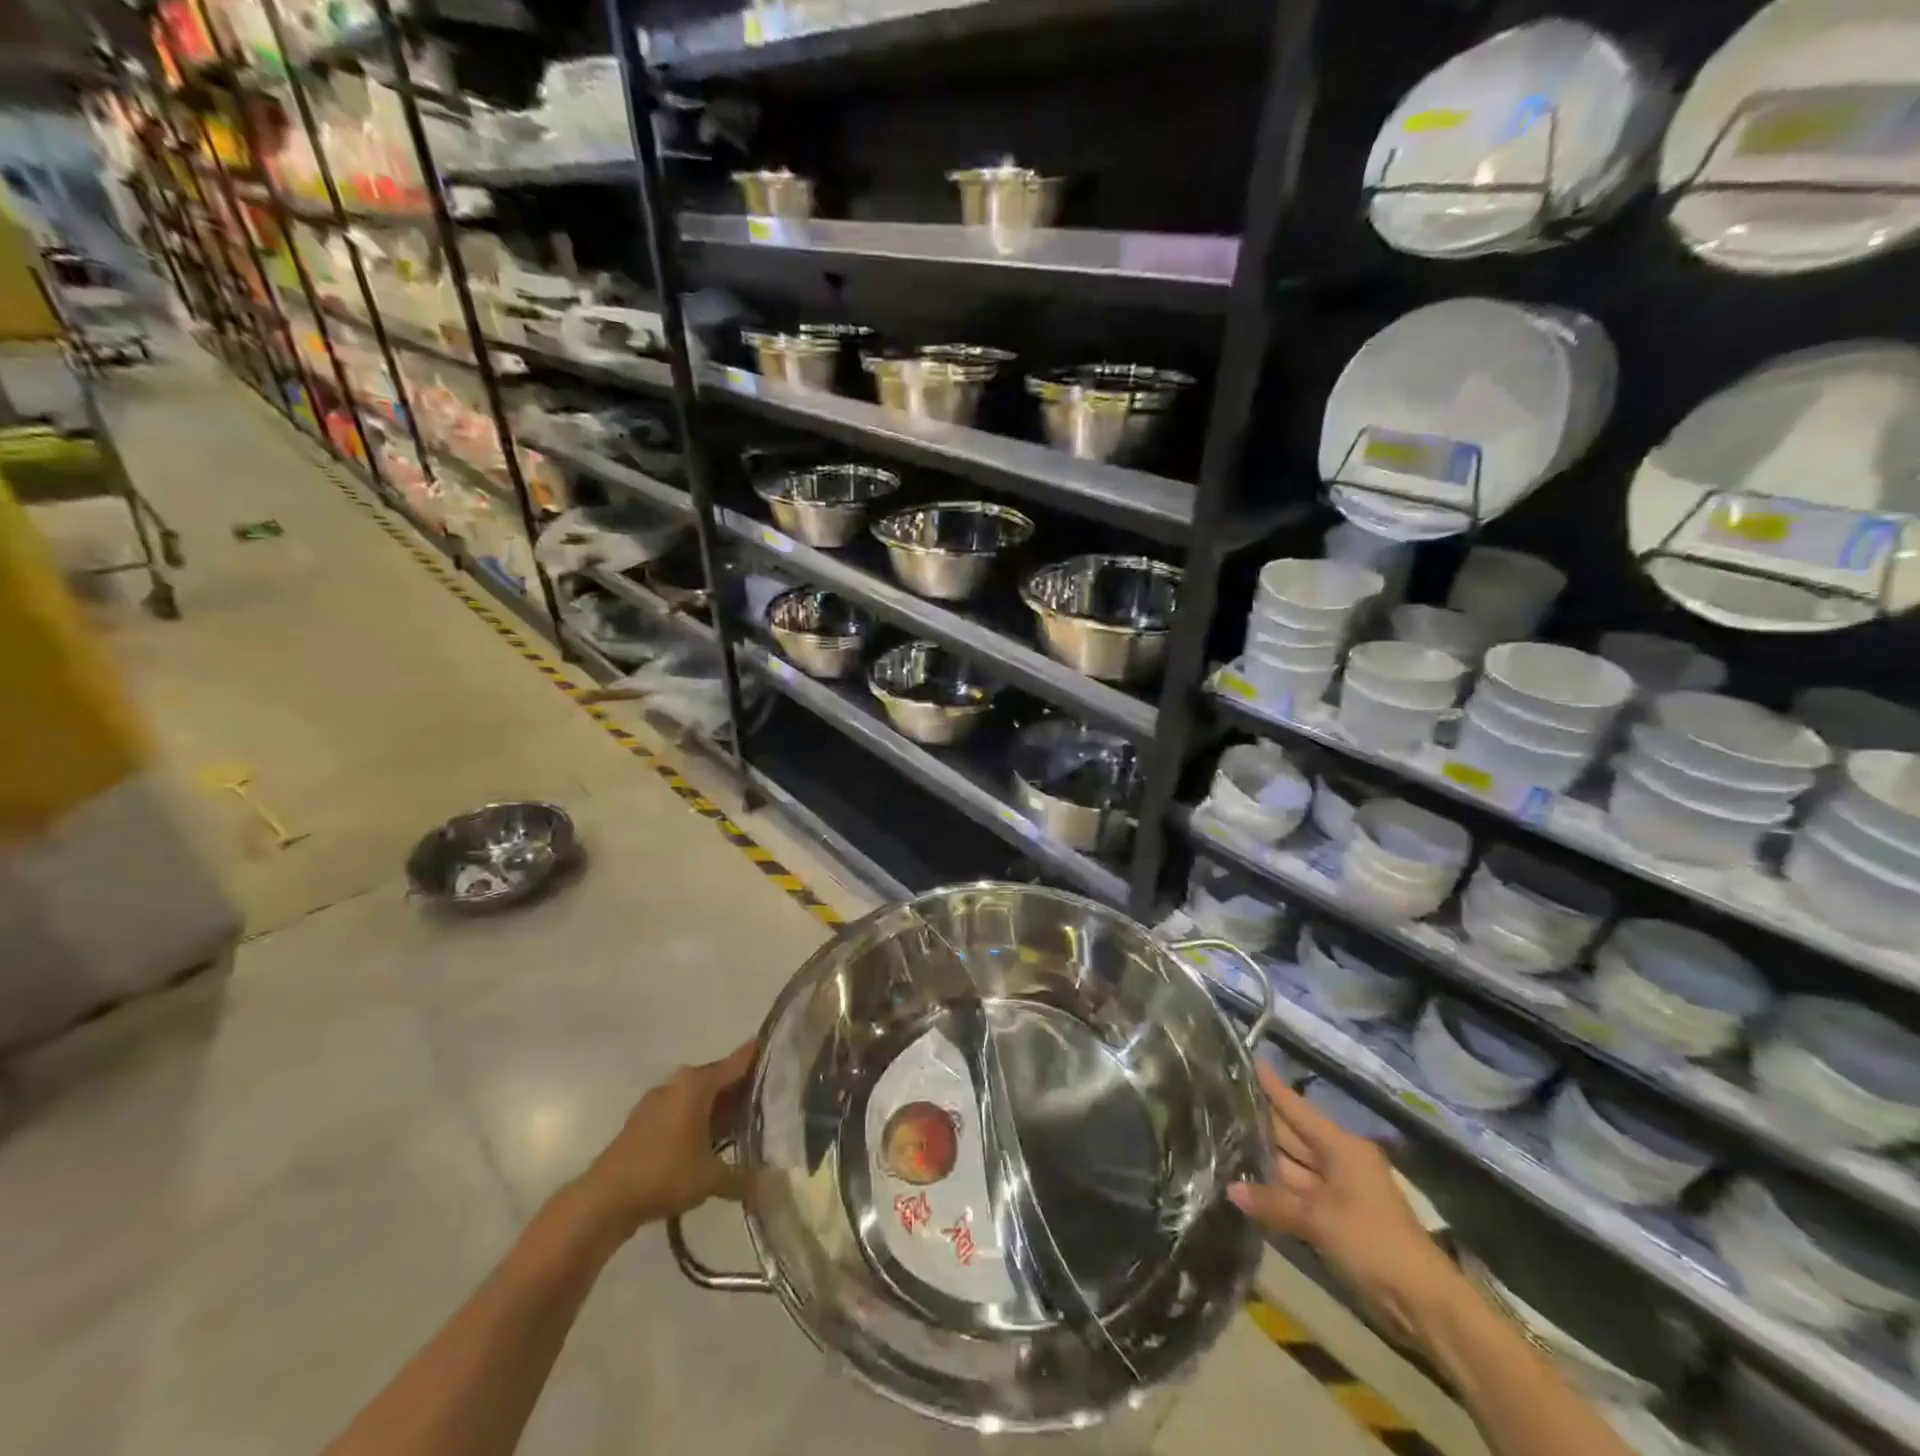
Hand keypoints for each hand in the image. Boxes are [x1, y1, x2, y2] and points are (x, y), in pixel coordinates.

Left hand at [579, 1040, 757, 1235]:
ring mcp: (658, 1101)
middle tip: (775, 1099)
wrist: (602, 1200)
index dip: (763, 1057)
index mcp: (697, 1083)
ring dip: (721, 1108)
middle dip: (745, 1088)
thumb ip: (744, 1178)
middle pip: (720, 1078)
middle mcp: (679, 1083)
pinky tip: (713, 1142)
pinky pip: (683, 1111)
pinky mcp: (645, 1121)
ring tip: (748, 1123)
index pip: (740, 1060)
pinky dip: (701, 1120)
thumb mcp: (711, 1179)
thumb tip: (776, 1186)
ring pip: (701, 1096)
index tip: (786, 1054)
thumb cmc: (663, 1174)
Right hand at [1231, 1063, 1464, 1346]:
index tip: (1246, 1060)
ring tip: (1222, 1137)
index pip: (1296, 1108)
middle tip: (1220, 1100)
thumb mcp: (1317, 1219)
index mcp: (1341, 1147)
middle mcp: (1338, 1161)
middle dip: (1259, 1121)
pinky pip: (1297, 1195)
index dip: (1271, 1085)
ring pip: (1292, 1167)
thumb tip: (1230, 1189)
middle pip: (1292, 1135)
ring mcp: (1337, 1191)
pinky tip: (1243, 1184)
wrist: (1422, 1303)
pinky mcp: (1335, 1219)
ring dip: (1262, 1160)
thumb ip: (1272, 1202)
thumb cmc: (1372, 1241)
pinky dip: (1274, 1192)